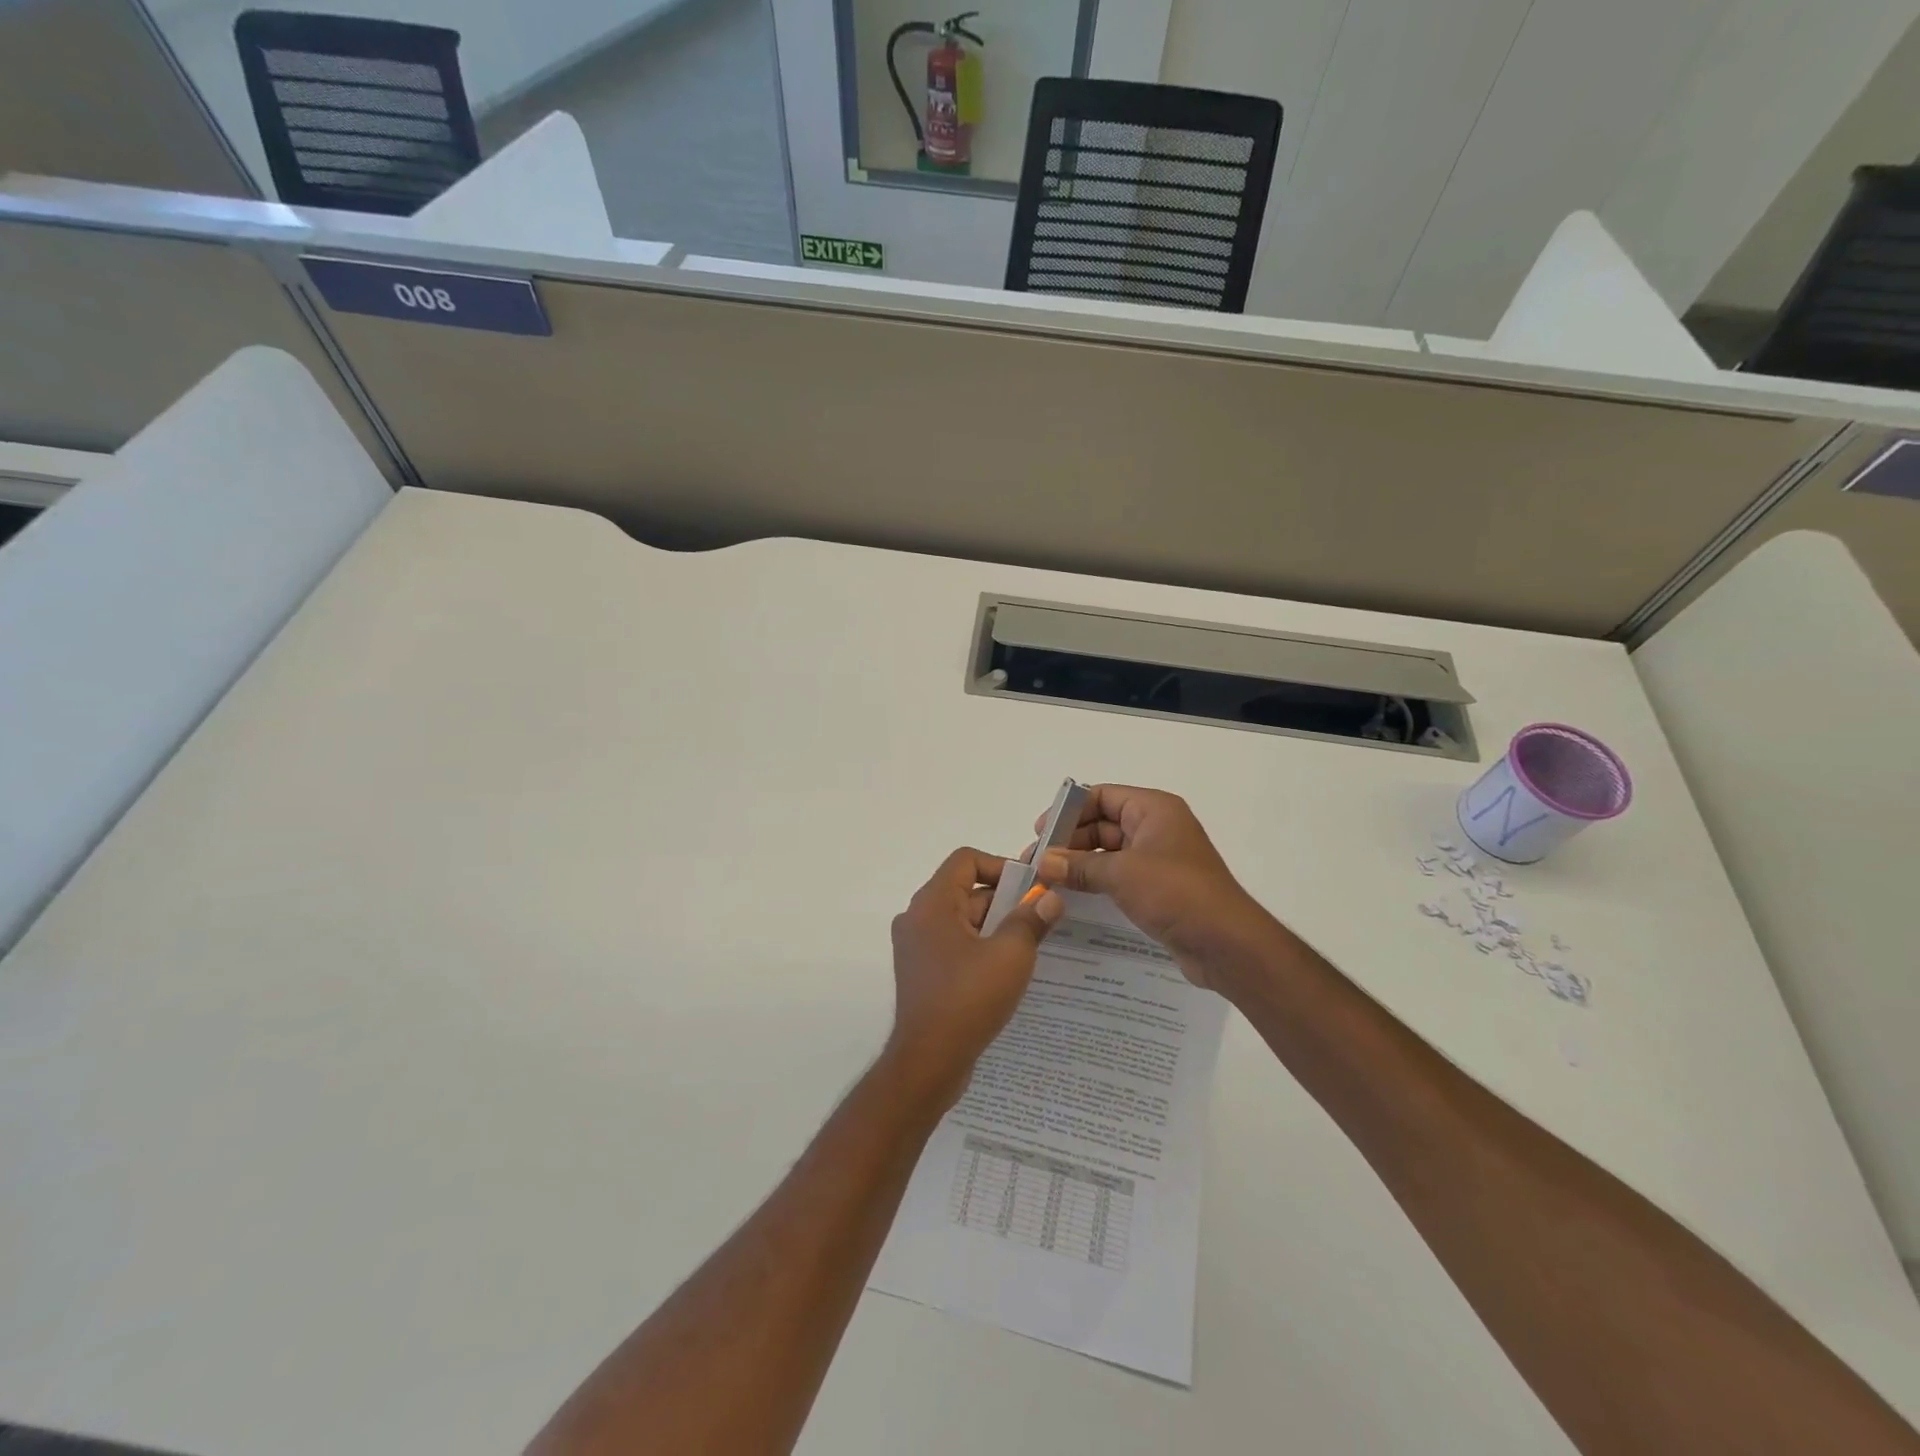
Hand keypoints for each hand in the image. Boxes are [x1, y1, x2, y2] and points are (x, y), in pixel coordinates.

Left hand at [884, 848, 1063, 1109]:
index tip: (1030, 890)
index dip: (1001, 866)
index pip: (966, 860)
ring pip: (963, 921)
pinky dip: (980, 949)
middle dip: (1004, 902)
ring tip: (1029, 948)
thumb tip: (1051, 898)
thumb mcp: (1010, 955)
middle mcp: (917, 918)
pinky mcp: (922, 973)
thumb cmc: (968, 999)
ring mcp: (917, 948)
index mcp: (932, 904)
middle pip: (966, 891)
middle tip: (1038, 921)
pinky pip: (955, 946)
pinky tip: (1007, 973)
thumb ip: (1031, 920)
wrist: (928, 1063)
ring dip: (995, 928)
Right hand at [1032, 785, 1274, 990]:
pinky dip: (1096, 881)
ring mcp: (1158, 858)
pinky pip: (1119, 875)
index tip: (1041, 833)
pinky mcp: (1159, 887)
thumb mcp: (1121, 874)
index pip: (1102, 796)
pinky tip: (1071, 896)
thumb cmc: (1175, 893)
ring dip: (1079, 864)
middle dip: (1069, 841)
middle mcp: (1156, 827)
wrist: (1226, 943)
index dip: (1069, 811)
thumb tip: (1042, 863)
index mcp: (1153, 809)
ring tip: (1047, 882)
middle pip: (1102, 823)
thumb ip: (1078, 866)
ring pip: (1108, 852)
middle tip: (1037, 863)